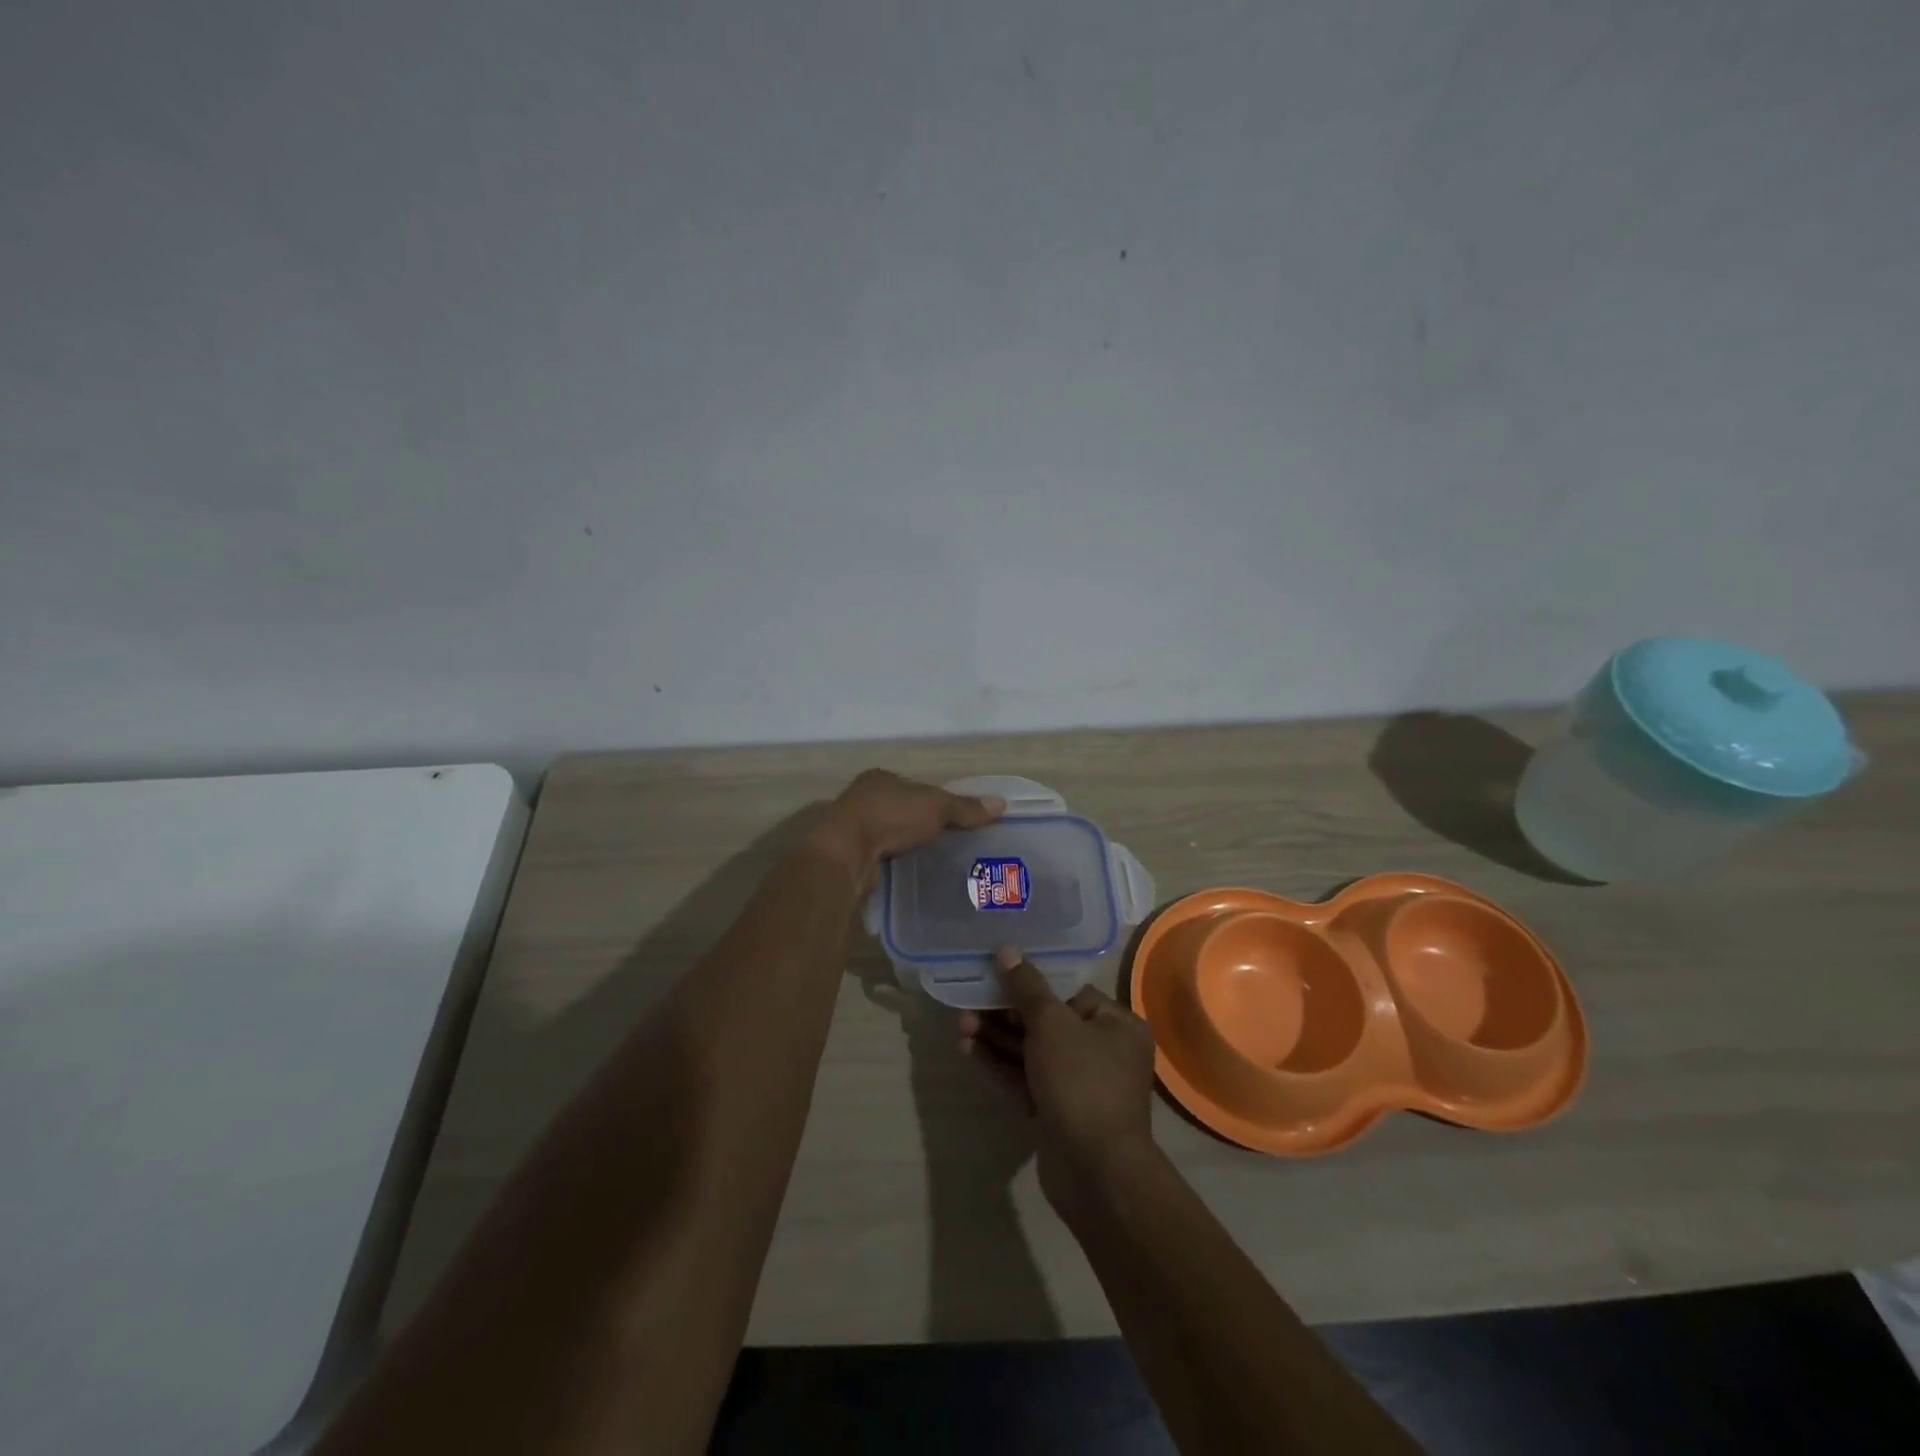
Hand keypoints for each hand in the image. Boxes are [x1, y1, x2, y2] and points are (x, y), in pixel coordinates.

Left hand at [808, 770, 1003, 887]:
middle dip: (918, 823)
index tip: (952, 817)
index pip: (914, 786)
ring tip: (933, 859)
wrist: (846, 853)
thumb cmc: (890, 817)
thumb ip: (965, 807)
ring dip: (904, 844)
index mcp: (881, 778)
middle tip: (946, 840)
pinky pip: (880, 856)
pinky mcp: (850, 855)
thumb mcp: (936, 806)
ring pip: (888, 833)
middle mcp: (863, 798)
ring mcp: (853, 828)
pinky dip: (893, 861)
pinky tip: (909, 872)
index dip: (933, 799)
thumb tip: (1001, 804)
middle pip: (900, 809)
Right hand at [960, 946, 1158, 1224]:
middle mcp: (1102, 1051)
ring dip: (997, 1038)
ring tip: (960, 1024)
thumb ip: (1027, 987)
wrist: (1094, 1171)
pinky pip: (1025, 1079)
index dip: (1032, 983)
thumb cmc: (1081, 1081)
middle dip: (1006, 1012)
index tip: (997, 975)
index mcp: (1116, 1024)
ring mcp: (1078, 1085)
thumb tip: (1007, 951)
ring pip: (1032, 1051)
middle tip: (970, 1001)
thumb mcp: (1051, 1024)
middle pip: (1047, 1021)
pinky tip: (967, 1049)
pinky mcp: (1056, 1112)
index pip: (1070, 993)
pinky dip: (999, 1064)